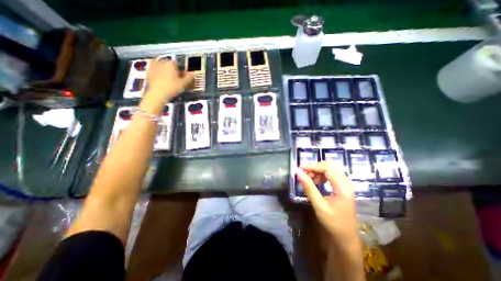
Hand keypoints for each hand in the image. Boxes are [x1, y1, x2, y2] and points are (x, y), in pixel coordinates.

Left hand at [145, 61, 192, 102]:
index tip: (183, 76)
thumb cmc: (172, 88)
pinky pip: (156, 71)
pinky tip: (162, 81)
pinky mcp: (148, 72)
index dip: (181, 70)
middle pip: (169, 65)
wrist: (157, 94)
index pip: (178, 63)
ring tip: (169, 80)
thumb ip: (189, 77)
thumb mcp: (183, 83)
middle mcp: (161, 62)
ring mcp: (153, 66)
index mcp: (170, 63)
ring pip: (162, 67)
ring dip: (166, 71)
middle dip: (173, 70)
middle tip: (177, 79)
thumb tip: (194, 73)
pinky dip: (159, 74)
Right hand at [295, 162, 357, 242]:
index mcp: (343, 188)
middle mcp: (346, 183)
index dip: (313, 166)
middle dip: (315, 168)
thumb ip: (309, 188)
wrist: (346, 238)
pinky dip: (322, 175)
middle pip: (330, 167)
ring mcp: (346, 185)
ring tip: (310, 179)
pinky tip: (317, 182)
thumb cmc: (333, 223)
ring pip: (331, 170)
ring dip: (318, 171)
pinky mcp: (343, 188)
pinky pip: (332, 175)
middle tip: (304, 174)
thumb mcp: (319, 205)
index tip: (300, 168)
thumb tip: (299, 174)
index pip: (327, 169)